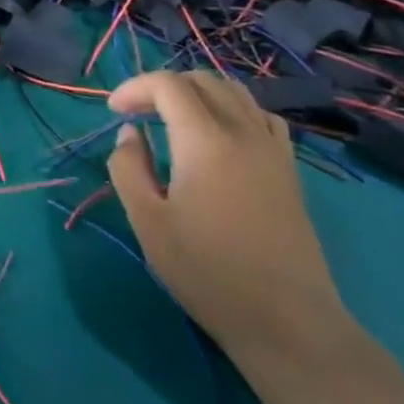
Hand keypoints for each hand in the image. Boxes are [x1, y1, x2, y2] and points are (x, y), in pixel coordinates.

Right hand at [106, 70, 347, 358]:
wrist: (288, 323)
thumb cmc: (208, 273)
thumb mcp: (148, 223)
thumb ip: (128, 168)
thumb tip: (131, 134)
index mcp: (204, 141)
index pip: (168, 84)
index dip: (135, 88)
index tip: (114, 112)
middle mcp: (242, 132)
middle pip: (202, 80)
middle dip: (163, 86)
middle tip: (138, 113)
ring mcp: (272, 149)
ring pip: (235, 92)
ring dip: (198, 93)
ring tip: (174, 119)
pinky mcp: (289, 169)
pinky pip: (260, 116)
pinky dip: (232, 109)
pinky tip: (219, 136)